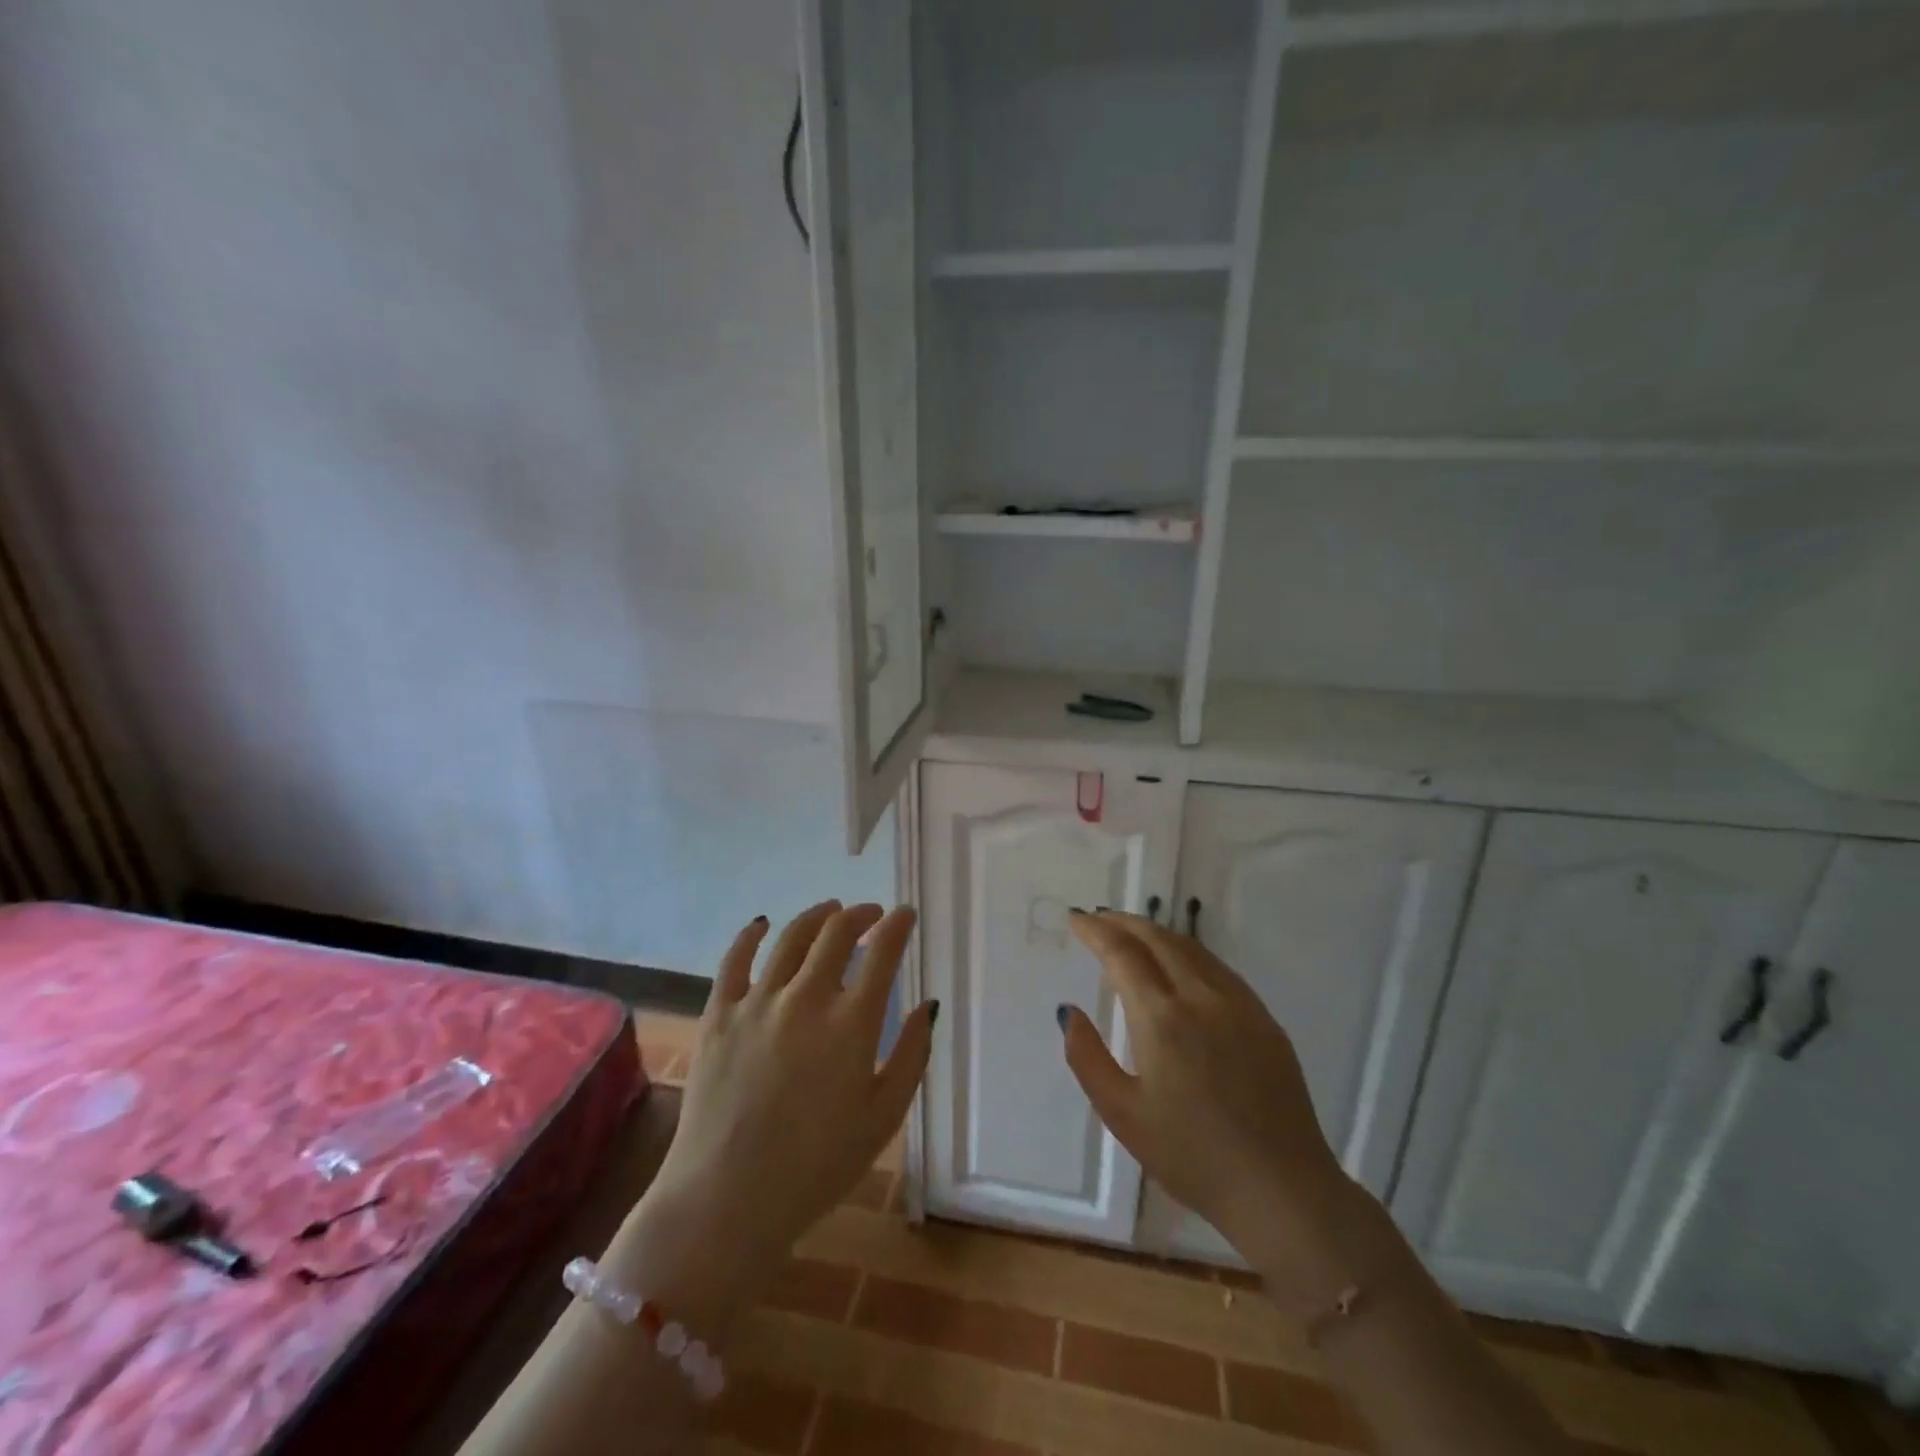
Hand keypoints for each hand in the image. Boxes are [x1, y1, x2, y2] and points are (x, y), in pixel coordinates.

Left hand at [603, 902, 934, 1339]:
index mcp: (852, 1023)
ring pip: (790, 937)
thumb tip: (926, 1006)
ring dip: (816, 916)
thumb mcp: (884, 1117)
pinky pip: (734, 960)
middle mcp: (806, 998)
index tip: (905, 915)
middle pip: (836, 932)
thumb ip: (912, 1055)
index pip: (882, 952)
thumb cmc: (818, 1166)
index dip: (898, 925)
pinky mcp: (718, 1015)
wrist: (727, 1201)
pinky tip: (761, 925)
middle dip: (860, 914)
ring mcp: (757, 1003)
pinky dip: (750, 936)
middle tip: (871, 914)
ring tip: (829, 911)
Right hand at [1059, 910, 1361, 1306]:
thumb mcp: (1122, 1114)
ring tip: (1133, 933)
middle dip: (1124, 922)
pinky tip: (1181, 963)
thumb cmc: (1191, 1156)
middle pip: (1157, 939)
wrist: (1281, 1189)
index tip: (1077, 920)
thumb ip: (1087, 1057)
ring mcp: (1238, 1005)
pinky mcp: (1263, 1019)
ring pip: (1191, 948)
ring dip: (1156, 932)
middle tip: (1099, 918)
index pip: (1122, 954)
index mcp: (1161, 1018)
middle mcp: (1200, 997)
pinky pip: (1218, 968)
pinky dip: (1188, 952)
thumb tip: (1068, 1012)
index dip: (1096, 931)